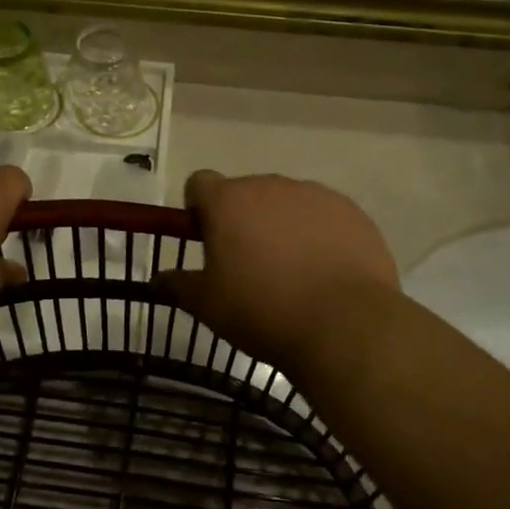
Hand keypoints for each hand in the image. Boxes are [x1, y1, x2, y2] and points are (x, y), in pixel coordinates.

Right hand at [165, 170, 398, 377]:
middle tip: (250, 263)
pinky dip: (320, 233)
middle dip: (244, 219)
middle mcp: (269, 185)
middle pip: (246, 192)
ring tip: (293, 270)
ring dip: (282, 224)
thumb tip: (160, 277)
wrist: (344, 325)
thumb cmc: (263, 311)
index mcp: (228, 201)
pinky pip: (324, 215)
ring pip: (287, 202)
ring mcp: (314, 194)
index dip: (199, 207)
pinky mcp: (350, 211)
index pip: (200, 183)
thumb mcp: (208, 306)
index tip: (206, 238)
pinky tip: (326, 270)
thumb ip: (179, 285)